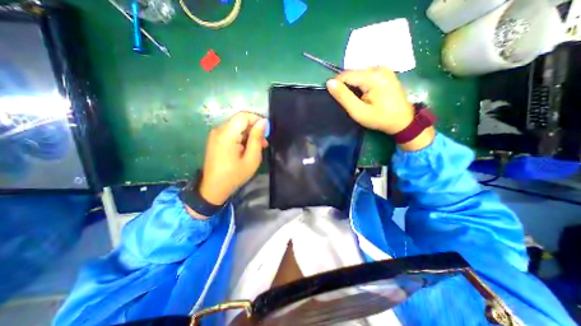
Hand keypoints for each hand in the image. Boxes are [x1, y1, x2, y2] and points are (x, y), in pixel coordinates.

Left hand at [196, 110, 265, 203]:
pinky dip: (241, 137)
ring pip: (236, 127)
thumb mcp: (251, 158)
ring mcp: (215, 135)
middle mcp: (218, 130)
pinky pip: (231, 133)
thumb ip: (257, 138)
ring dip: (248, 134)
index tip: (267, 131)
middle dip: (254, 129)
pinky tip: (247, 148)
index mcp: (227, 134)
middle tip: (264, 142)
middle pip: (239, 121)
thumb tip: (263, 122)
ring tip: (258, 147)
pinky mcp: (215, 140)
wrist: (214, 189)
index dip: (257, 120)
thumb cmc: (235, 175)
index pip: (243, 116)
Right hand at [326, 68, 434, 151]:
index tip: (333, 96)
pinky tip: (363, 94)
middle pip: (353, 73)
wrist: (403, 121)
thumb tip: (329, 83)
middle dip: (345, 85)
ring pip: (359, 73)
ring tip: (355, 99)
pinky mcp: (386, 73)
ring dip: (353, 85)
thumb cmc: (379, 118)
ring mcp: (384, 69)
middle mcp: (379, 68)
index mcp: (372, 77)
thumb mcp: (358, 111)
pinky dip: (361, 83)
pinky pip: (366, 75)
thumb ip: (343, 97)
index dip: (336, 84)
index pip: (346, 75)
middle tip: (346, 100)